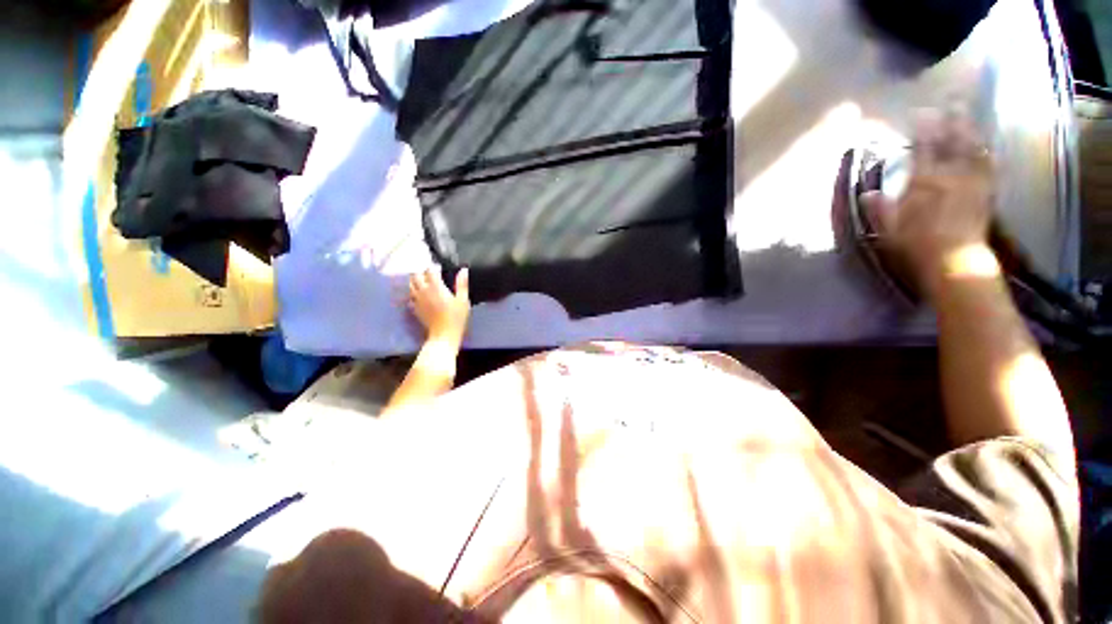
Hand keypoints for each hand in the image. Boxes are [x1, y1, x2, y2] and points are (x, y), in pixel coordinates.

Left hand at [407, 267, 469, 341]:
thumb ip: (462, 284)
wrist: (443, 335)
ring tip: (424, 281)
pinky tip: (421, 295)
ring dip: (416, 280)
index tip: (439, 268)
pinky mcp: (415, 308)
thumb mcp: (463, 300)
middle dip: (422, 271)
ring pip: (411, 284)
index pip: (430, 270)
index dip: (434, 267)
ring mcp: (417, 300)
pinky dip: (414, 293)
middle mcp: (423, 291)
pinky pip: (411, 296)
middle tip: (430, 273)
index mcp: (436, 287)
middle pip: (416, 275)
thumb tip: (463, 270)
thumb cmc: (456, 317)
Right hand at [863, 108, 997, 300]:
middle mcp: (950, 175)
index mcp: (924, 182)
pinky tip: (985, 145)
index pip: (923, 148)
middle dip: (952, 120)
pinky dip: (986, 152)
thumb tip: (868, 192)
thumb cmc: (915, 245)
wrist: (954, 261)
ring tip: (969, 115)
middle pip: (952, 142)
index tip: (920, 112)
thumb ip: (880, 208)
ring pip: (973, 149)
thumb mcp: (888, 228)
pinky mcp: (986, 192)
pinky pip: (988, 166)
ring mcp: (971, 182)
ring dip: (971, 130)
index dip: (923, 129)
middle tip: (952, 101)